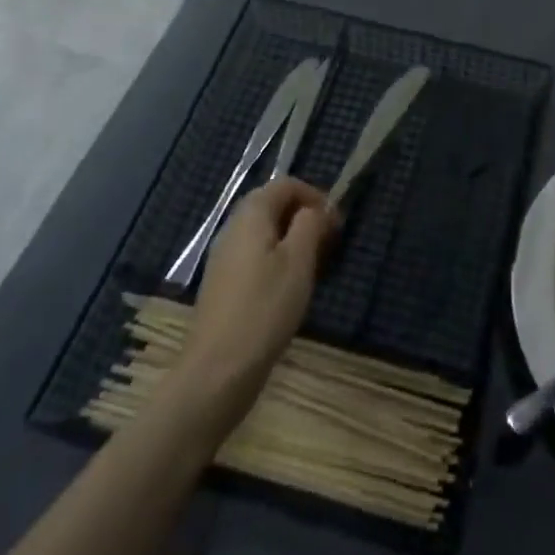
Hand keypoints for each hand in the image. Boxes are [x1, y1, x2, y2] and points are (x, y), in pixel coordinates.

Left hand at [175, 178, 336, 423]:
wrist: (218, 371)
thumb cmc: (265, 308)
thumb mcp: (298, 261)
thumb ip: (310, 224)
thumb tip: (315, 209)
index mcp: (251, 214)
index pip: (286, 184)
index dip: (315, 196)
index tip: (336, 224)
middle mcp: (233, 228)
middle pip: (274, 206)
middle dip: (305, 218)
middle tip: (329, 245)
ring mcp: (225, 258)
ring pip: (265, 233)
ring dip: (293, 241)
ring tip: (314, 268)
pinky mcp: (224, 285)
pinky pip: (256, 257)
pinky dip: (278, 261)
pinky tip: (290, 290)